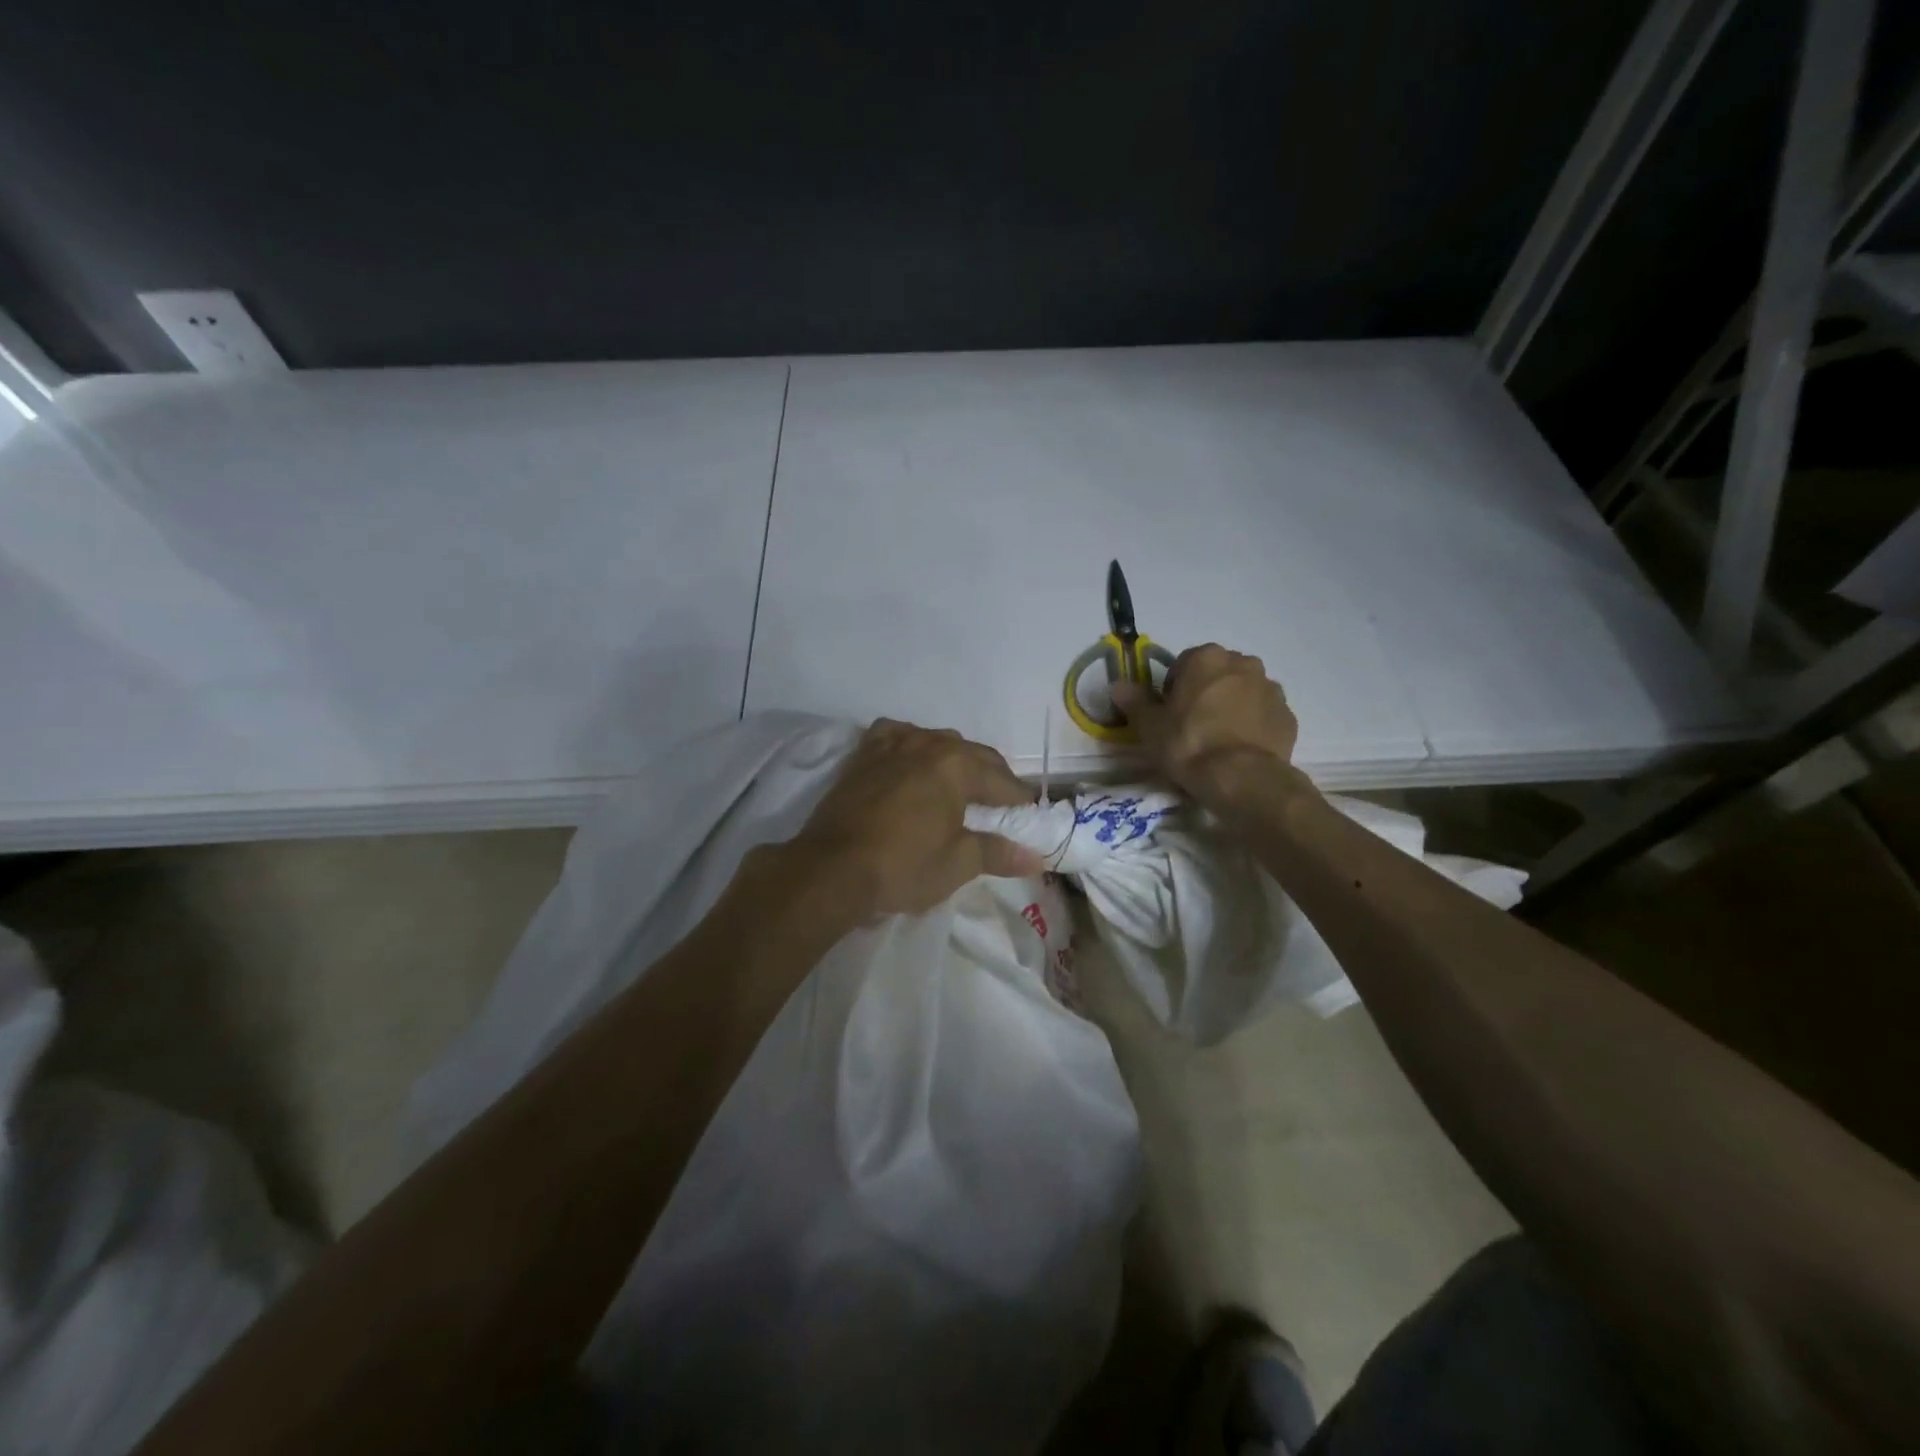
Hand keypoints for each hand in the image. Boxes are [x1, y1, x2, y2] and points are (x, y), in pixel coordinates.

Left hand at [787, 719, 1044, 918]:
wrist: (831, 868)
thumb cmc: (902, 866)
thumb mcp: (957, 864)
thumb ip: (997, 853)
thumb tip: (1034, 857)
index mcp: (957, 766)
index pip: (1002, 781)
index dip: (1019, 800)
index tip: (1029, 815)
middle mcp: (928, 744)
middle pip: (973, 755)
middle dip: (992, 777)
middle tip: (1001, 804)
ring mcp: (892, 745)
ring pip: (935, 741)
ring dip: (954, 759)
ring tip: (959, 783)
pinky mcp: (864, 755)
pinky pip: (895, 735)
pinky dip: (910, 743)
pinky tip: (911, 756)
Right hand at [1112, 644, 1299, 807]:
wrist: (1240, 777)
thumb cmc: (1188, 743)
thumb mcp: (1150, 726)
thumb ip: (1134, 701)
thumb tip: (1117, 686)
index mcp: (1206, 658)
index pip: (1184, 664)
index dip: (1174, 689)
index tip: (1169, 713)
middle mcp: (1242, 663)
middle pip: (1218, 674)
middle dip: (1207, 692)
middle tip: (1193, 725)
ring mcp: (1270, 688)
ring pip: (1244, 692)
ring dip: (1233, 706)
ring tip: (1219, 739)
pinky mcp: (1288, 715)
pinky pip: (1264, 715)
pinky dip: (1253, 725)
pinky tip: (1240, 749)